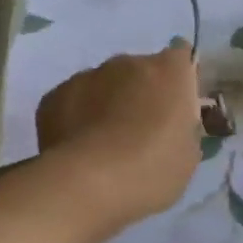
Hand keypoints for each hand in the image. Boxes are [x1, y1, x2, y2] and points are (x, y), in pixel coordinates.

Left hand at [36, 42, 201, 228]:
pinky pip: (74, 100)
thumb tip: (174, 125)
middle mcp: (129, 62)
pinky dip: (78, 116)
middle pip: (141, 70)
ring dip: (109, 103)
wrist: (87, 185)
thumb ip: (184, 128)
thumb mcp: (189, 155)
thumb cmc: (151, 169)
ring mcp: (88, 75)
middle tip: (141, 131)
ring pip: (105, 84)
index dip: (180, 80)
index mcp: (169, 71)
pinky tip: (79, 148)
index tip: (177, 107)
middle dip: (142, 93)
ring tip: (105, 143)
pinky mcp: (54, 96)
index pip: (182, 58)